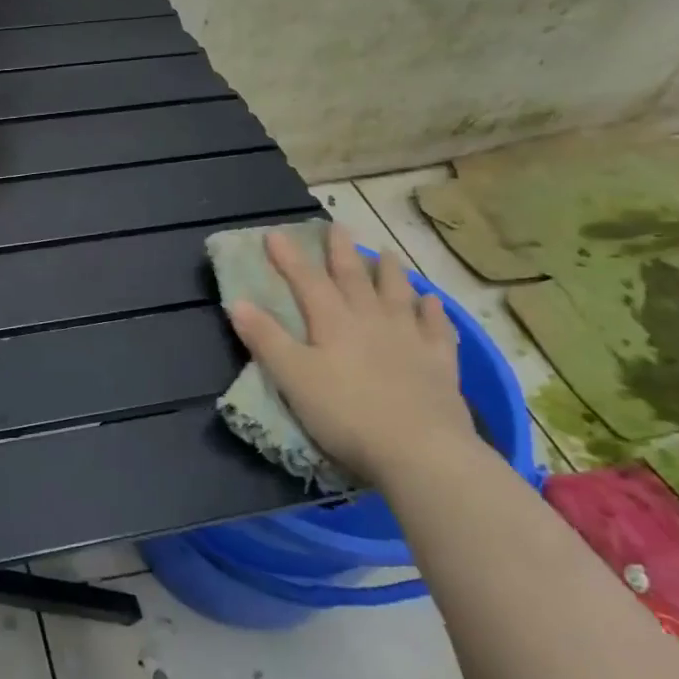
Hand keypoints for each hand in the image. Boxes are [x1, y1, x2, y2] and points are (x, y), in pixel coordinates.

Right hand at [227, 221, 480, 486]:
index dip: (289, 258)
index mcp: (333, 322)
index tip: (275, 234)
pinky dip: (432, 311)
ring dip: (389, 272)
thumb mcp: (292, 377)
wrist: (421, 452)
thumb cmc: (346, 414)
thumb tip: (237, 301)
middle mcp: (372, 320)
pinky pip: (436, 328)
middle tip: (336, 226)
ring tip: (386, 252)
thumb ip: (265, 338)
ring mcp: (410, 339)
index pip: (306, 281)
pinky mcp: (440, 364)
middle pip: (354, 278)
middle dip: (340, 252)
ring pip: (397, 295)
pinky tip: (431, 301)